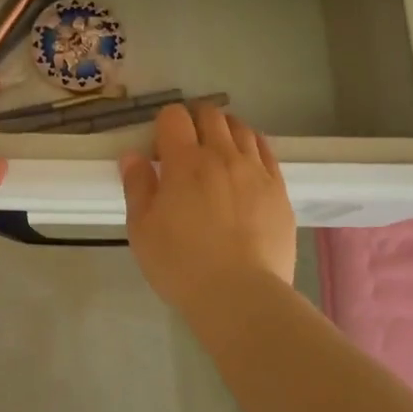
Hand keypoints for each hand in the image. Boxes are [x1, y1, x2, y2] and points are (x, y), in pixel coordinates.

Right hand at [119, 101, 296, 312]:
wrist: (241, 297)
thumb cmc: (181, 264)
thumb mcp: (141, 229)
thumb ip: (137, 186)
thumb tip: (133, 155)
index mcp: (184, 162)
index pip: (174, 116)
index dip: (163, 125)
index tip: (160, 149)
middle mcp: (222, 155)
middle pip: (210, 114)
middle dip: (194, 121)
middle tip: (186, 147)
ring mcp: (255, 170)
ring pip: (241, 128)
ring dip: (224, 130)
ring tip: (217, 152)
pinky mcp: (279, 190)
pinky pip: (266, 151)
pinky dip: (252, 146)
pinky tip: (245, 164)